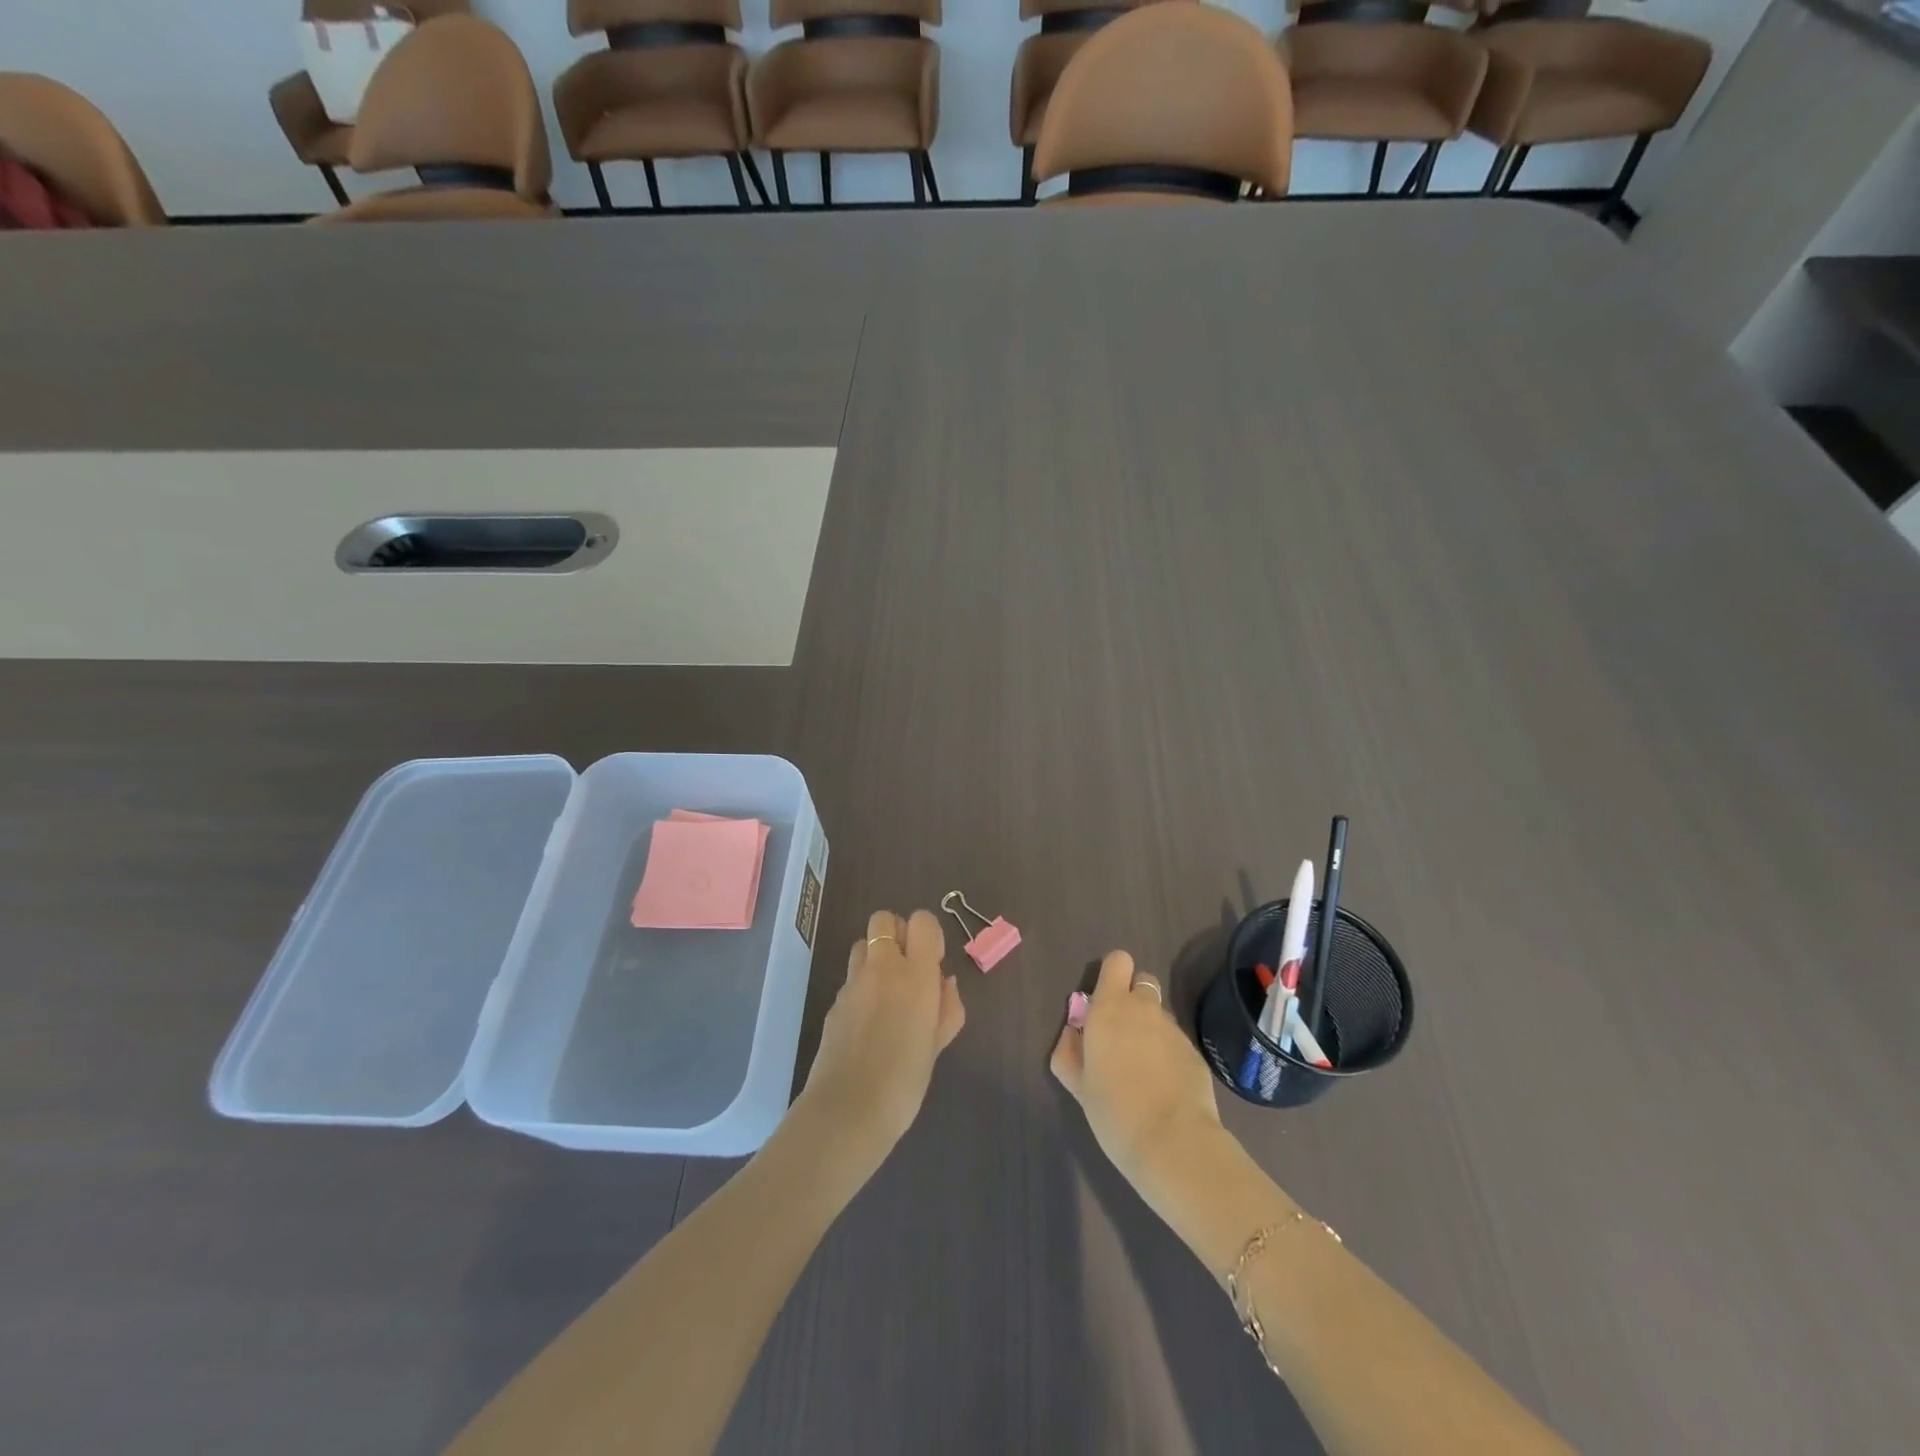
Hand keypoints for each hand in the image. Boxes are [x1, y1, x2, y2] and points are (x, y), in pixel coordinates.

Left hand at [798, 909, 965, 1172]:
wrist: (848, 1111)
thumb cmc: (905, 1081)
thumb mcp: (938, 1045)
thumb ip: (947, 1008)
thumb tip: (944, 983)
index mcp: (916, 975)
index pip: (922, 921)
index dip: (929, 934)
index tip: (933, 962)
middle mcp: (883, 968)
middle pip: (884, 919)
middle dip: (897, 933)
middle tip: (908, 968)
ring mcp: (853, 983)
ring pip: (862, 944)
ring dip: (876, 956)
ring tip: (886, 992)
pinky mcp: (833, 1001)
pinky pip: (850, 978)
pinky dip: (862, 986)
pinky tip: (868, 1021)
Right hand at [1051, 950, 1224, 1193]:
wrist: (1174, 1143)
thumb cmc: (1114, 1111)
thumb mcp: (1078, 1084)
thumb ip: (1069, 1051)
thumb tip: (1074, 1032)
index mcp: (1110, 1008)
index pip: (1118, 961)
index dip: (1112, 975)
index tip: (1103, 1002)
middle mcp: (1144, 1008)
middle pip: (1142, 981)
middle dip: (1132, 999)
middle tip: (1121, 1035)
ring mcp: (1173, 1029)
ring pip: (1159, 1013)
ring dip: (1149, 1028)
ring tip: (1143, 1069)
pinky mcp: (1195, 1052)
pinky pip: (1175, 1041)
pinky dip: (1167, 1054)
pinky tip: (1163, 1087)